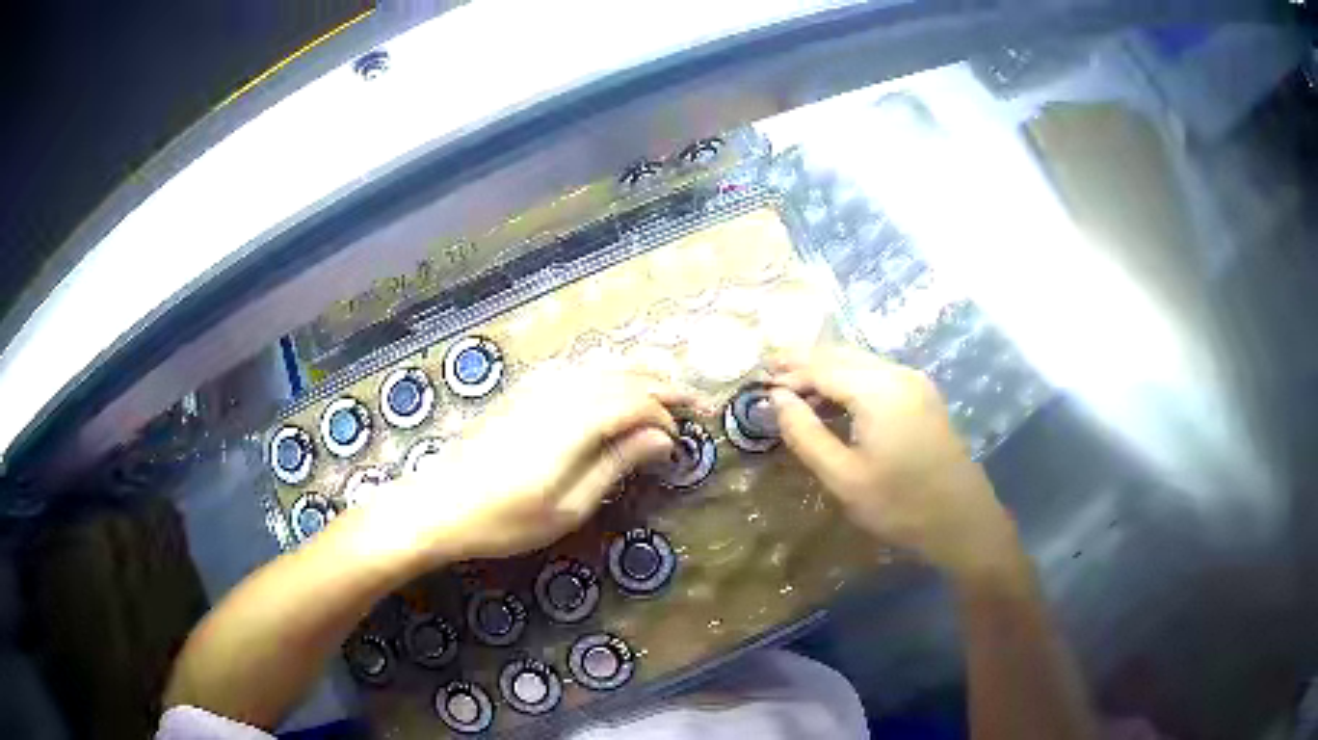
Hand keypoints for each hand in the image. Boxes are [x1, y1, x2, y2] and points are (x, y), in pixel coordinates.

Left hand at [359, 368, 691, 566]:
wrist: (438, 506)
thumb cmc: (504, 519)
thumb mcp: (569, 506)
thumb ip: (616, 464)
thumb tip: (661, 437)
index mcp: (575, 424)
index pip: (635, 402)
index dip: (666, 414)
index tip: (684, 437)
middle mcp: (559, 395)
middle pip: (622, 376)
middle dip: (662, 385)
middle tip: (695, 401)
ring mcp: (537, 390)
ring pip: (600, 367)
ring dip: (637, 374)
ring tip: (665, 388)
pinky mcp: (523, 395)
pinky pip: (577, 371)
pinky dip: (607, 373)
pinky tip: (614, 385)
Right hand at [769, 346, 1022, 582]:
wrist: (962, 521)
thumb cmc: (900, 504)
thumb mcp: (844, 477)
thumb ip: (806, 434)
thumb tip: (777, 399)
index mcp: (878, 389)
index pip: (822, 368)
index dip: (789, 375)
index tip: (759, 387)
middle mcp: (898, 373)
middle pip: (842, 356)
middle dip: (805, 364)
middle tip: (771, 379)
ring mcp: (915, 383)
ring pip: (861, 362)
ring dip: (827, 371)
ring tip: (796, 389)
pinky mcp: (923, 397)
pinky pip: (878, 375)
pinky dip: (850, 380)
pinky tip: (836, 400)